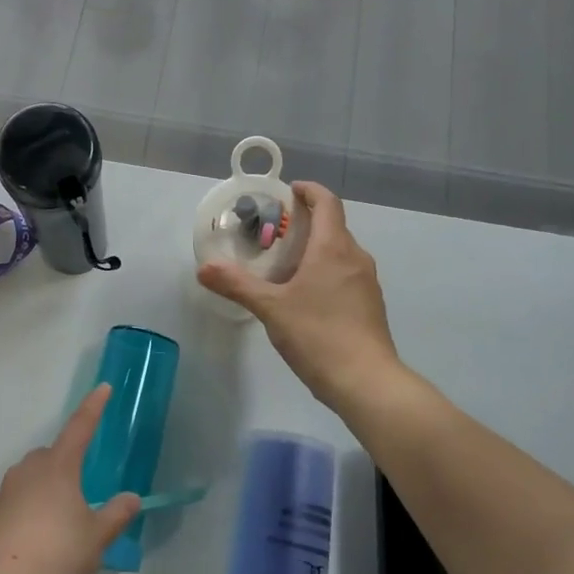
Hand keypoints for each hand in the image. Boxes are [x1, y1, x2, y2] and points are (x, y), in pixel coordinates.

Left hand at [0, 384, 140, 573]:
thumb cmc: (59, 557)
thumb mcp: (97, 537)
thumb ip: (116, 514)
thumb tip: (132, 498)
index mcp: (58, 466)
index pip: (80, 427)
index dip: (94, 407)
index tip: (103, 388)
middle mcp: (29, 470)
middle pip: (52, 455)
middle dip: (67, 463)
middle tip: (82, 494)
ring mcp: (6, 491)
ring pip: (31, 477)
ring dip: (46, 486)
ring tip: (60, 521)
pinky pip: (17, 499)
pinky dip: (29, 507)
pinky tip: (37, 536)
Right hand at [197, 181, 400, 411]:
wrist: (366, 381)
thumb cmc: (318, 335)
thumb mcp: (271, 308)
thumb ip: (237, 284)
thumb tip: (203, 268)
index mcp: (333, 248)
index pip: (327, 202)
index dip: (309, 191)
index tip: (289, 191)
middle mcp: (355, 257)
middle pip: (333, 226)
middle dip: (306, 222)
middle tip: (274, 233)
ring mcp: (367, 282)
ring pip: (340, 252)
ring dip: (316, 249)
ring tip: (285, 265)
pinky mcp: (370, 305)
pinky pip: (346, 274)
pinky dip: (326, 271)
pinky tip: (306, 296)